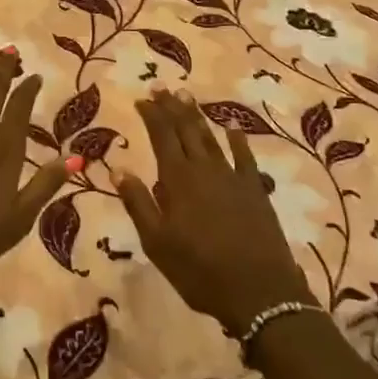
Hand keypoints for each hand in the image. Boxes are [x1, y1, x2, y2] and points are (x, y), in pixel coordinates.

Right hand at [117, 91, 314, 335]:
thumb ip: (138, 203)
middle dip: (172, 107)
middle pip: (186, 130)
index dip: (152, 115)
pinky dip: (237, 140)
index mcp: (178, 180)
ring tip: (187, 97)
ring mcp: (233, 177)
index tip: (142, 98)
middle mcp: (204, 169)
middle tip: (161, 87)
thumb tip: (117, 168)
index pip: (161, 136)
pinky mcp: (255, 190)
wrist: (259, 291)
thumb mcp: (157, 242)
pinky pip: (244, 157)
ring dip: (197, 117)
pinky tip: (233, 128)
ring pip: (211, 138)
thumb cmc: (199, 270)